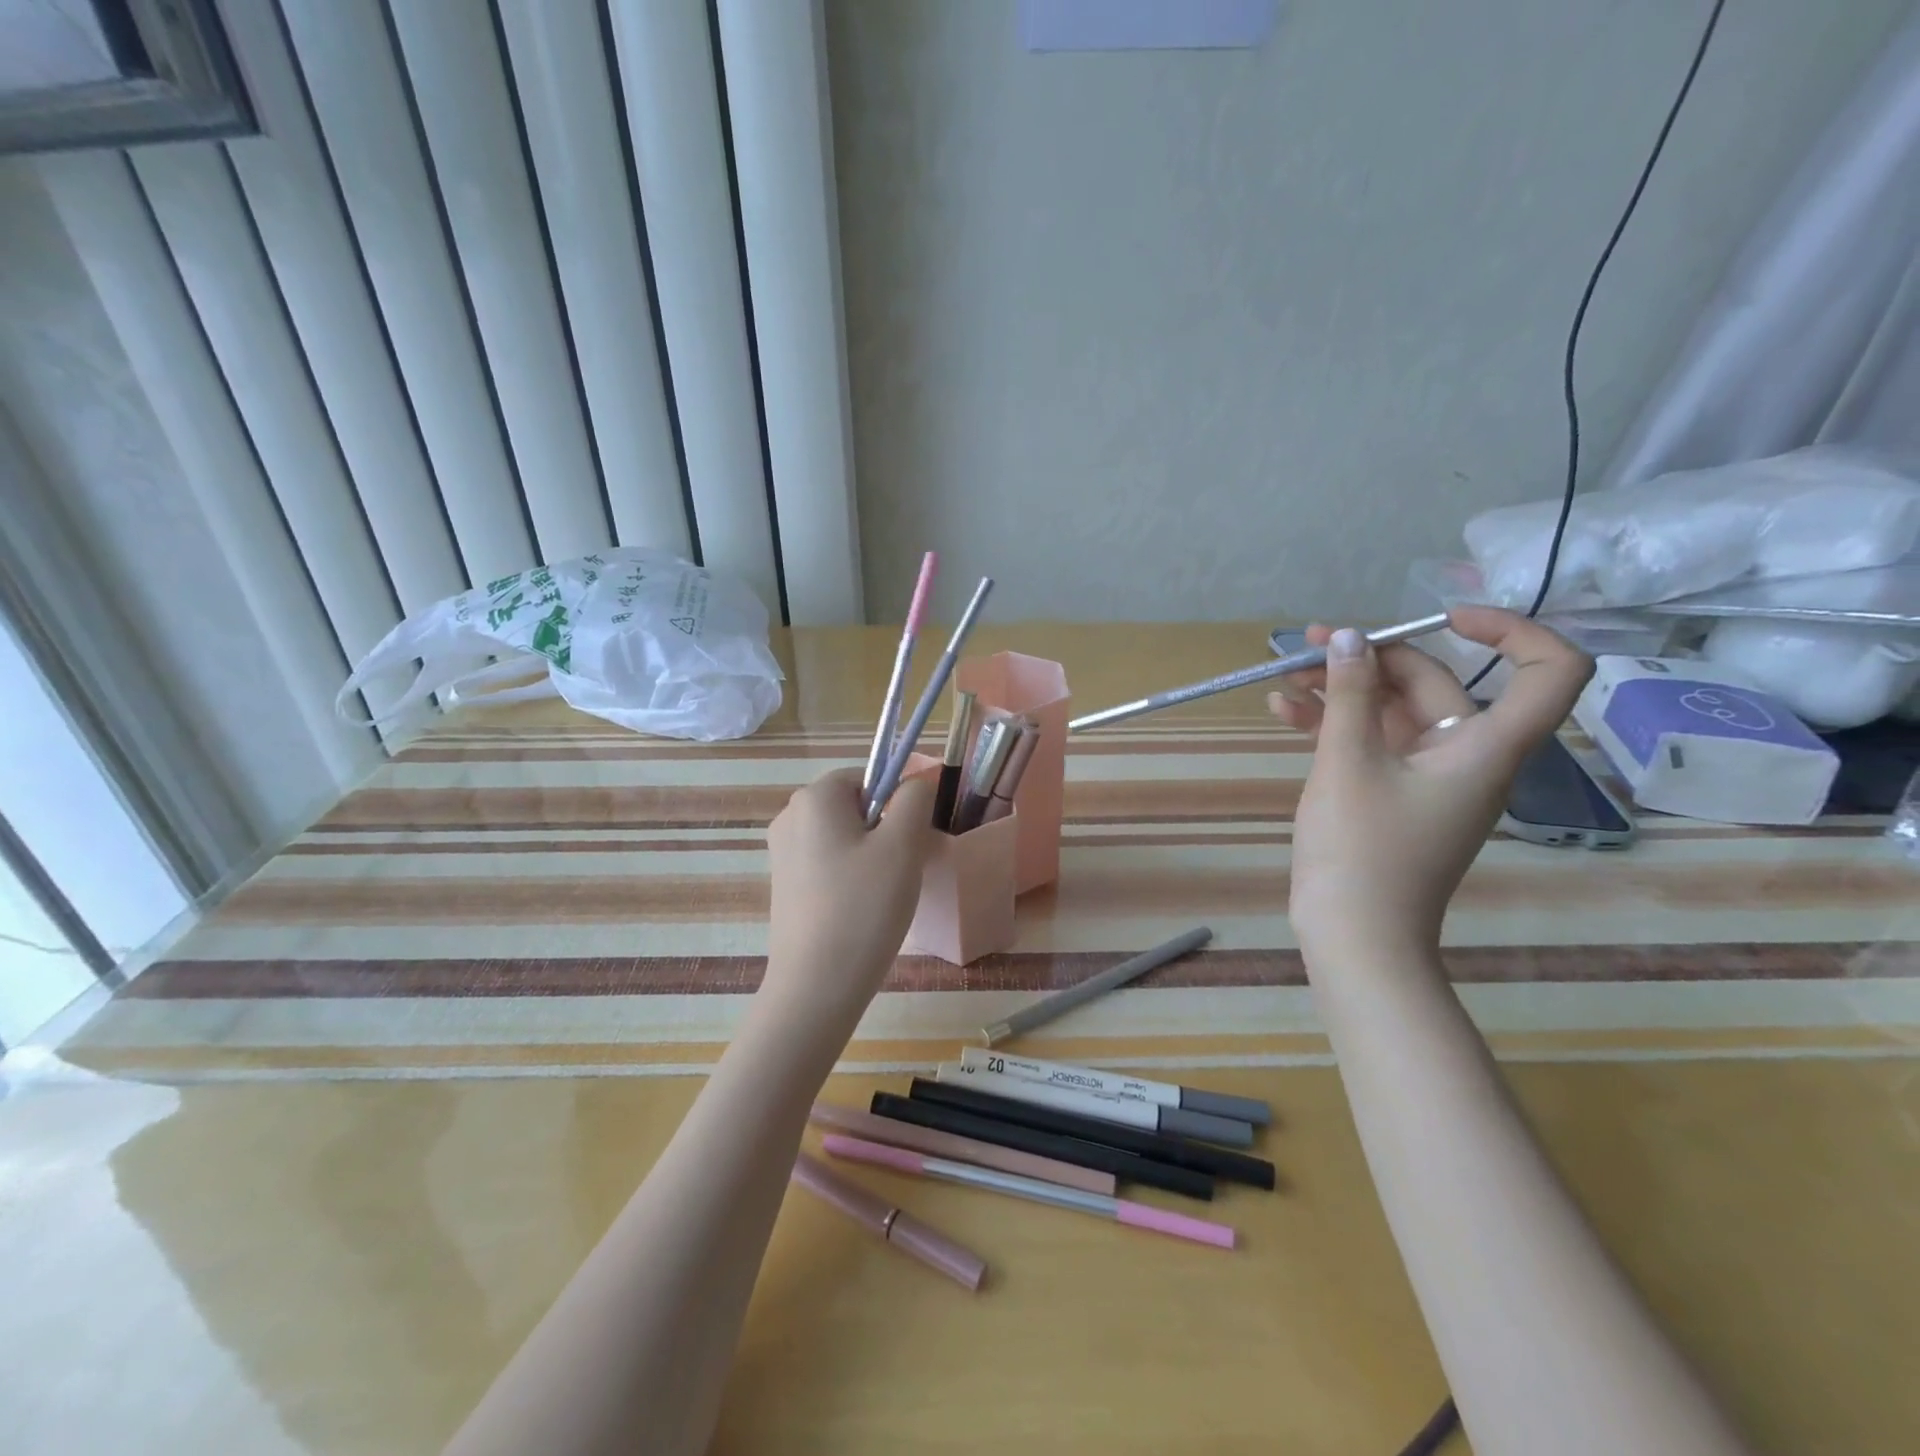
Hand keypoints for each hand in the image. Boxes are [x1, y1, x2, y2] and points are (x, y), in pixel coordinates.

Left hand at [763, 767, 935, 1021]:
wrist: (816, 986)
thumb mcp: (902, 845)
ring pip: (845, 835)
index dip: (898, 798)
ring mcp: (783, 853)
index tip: (915, 836)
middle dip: (887, 827)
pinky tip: (864, 908)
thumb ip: (914, 799)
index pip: (868, 775)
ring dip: (873, 853)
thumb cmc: (864, 907)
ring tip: (887, 892)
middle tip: (906, 865)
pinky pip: (829, 862)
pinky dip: (853, 874)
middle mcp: (790, 817)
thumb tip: (916, 781)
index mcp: (814, 798)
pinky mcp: (785, 885)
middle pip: (855, 804)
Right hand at [1268, 607, 1593, 955]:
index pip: (1548, 671)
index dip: (1510, 630)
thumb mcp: (1348, 762)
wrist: (1354, 935)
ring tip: (1282, 674)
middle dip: (1372, 658)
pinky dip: (1332, 724)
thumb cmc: (1361, 848)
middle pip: (1436, 684)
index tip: (1443, 618)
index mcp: (1484, 746)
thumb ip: (1350, 695)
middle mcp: (1466, 755)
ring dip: (1341, 690)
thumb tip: (1351, 638)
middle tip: (1308, 645)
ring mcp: (1426, 776)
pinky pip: (1370, 743)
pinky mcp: (1392, 794)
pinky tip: (1282, 712)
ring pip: (1392, 712)